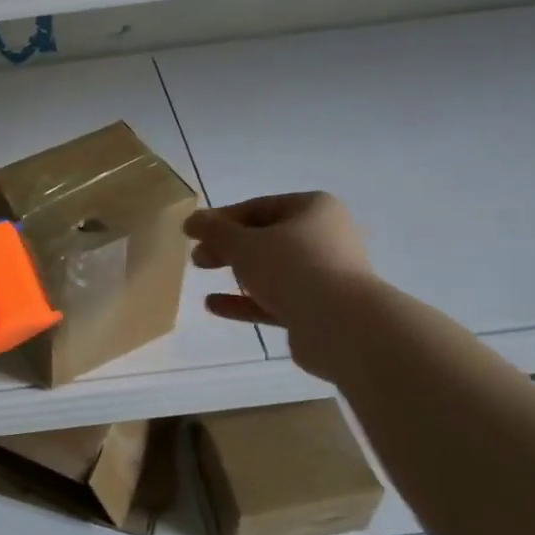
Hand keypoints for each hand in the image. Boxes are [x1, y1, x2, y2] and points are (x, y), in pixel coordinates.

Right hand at [185, 192, 379, 379]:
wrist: (342, 326)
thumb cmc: (292, 268)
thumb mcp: (243, 244)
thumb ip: (214, 231)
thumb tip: (192, 220)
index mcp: (313, 209)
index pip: (258, 207)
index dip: (221, 219)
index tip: (193, 232)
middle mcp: (325, 237)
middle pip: (265, 238)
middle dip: (227, 246)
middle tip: (197, 257)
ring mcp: (325, 275)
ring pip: (272, 269)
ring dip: (236, 272)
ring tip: (201, 274)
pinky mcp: (319, 309)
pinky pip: (276, 299)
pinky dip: (246, 300)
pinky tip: (213, 305)